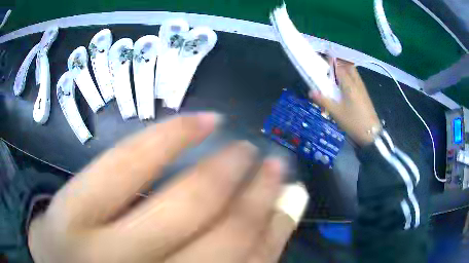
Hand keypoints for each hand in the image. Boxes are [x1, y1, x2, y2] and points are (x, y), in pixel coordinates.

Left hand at [28, 113, 308, 262]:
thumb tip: (266, 228)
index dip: (276, 231)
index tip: (290, 200)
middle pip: (226, 236)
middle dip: (260, 196)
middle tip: (275, 165)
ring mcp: (103, 248)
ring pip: (184, 202)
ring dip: (227, 170)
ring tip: (247, 147)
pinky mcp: (71, 212)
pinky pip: (125, 165)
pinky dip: (168, 137)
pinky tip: (201, 120)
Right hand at [310, 59, 380, 145]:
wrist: (371, 134)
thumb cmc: (354, 122)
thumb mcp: (336, 113)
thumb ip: (324, 100)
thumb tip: (311, 92)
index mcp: (349, 84)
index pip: (338, 66)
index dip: (330, 59)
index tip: (322, 54)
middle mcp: (356, 82)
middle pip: (348, 65)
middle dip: (338, 61)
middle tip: (328, 65)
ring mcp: (362, 87)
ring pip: (353, 72)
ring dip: (344, 68)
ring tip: (334, 75)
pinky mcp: (364, 93)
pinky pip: (355, 79)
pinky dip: (348, 76)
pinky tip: (343, 87)